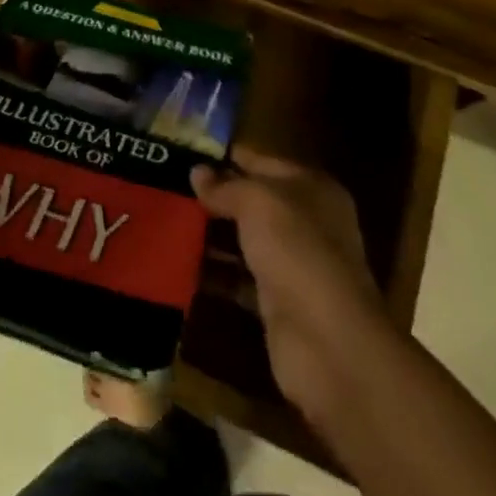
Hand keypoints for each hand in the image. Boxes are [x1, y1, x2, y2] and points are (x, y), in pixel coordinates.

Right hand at [192, 151, 385, 420]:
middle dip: (215, 196)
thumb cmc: (297, 250)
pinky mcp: (278, 304)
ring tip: (167, 221)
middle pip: (254, 202)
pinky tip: (180, 264)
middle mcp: (307, 223)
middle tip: (169, 186)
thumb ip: (226, 186)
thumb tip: (196, 172)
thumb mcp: (258, 202)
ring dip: (211, 235)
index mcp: (312, 188)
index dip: (228, 156)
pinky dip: (215, 274)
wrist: (328, 343)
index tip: (186, 152)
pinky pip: (239, 279)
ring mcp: (294, 265)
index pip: (263, 161)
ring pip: (245, 240)